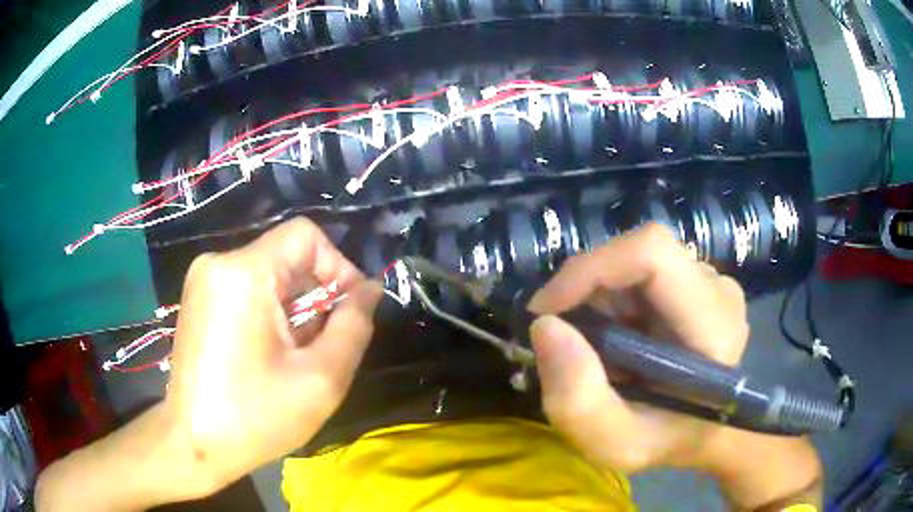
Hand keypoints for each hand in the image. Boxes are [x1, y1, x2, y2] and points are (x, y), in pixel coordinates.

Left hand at [163, 218, 380, 493]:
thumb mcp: (321, 379)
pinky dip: (271, 314)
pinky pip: (248, 289)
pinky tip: (272, 354)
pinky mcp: (199, 299)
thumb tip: (369, 291)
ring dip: (295, 309)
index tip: (349, 312)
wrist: (194, 444)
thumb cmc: (255, 418)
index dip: (338, 267)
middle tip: (324, 346)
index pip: (305, 236)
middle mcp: (217, 263)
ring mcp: (203, 281)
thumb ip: (354, 327)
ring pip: (269, 275)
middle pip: (287, 257)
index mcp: (243, 274)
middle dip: (316, 296)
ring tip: (297, 357)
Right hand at [529, 224, 820, 508]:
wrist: (705, 432)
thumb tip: (545, 326)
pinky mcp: (696, 282)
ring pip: (634, 263)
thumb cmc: (667, 441)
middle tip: (563, 338)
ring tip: (594, 349)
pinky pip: (641, 273)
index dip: (591, 268)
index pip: (653, 254)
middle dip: (586, 290)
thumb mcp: (615, 443)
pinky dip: (611, 300)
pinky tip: (614, 338)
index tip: (546, 312)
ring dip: (597, 299)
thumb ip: (579, 401)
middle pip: (637, 255)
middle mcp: (716, 288)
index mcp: (713, 323)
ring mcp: (708, 281)